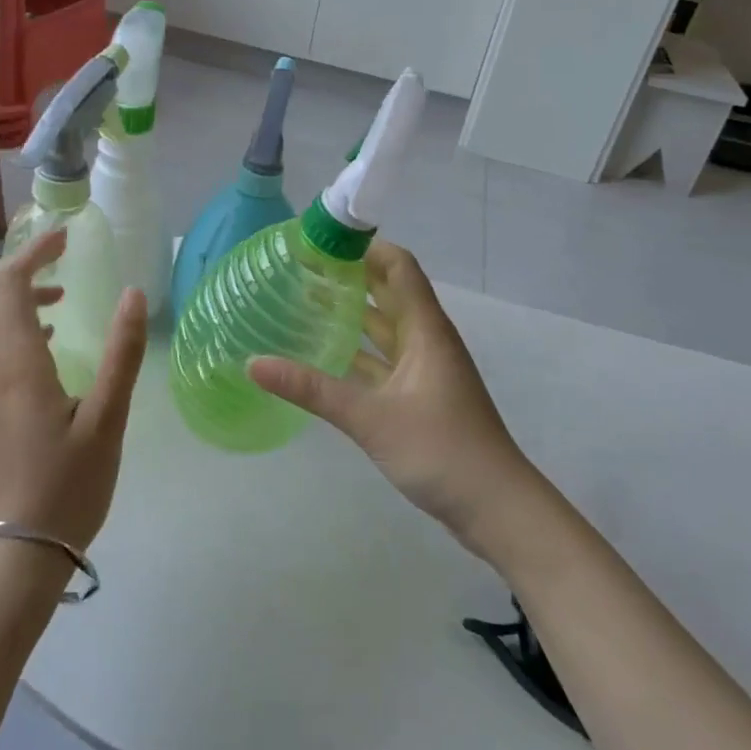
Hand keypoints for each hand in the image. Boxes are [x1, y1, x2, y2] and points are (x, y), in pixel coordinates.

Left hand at [0, 230, 148, 552]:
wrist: (13, 557)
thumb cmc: (67, 486)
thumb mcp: (107, 419)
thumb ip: (121, 352)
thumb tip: (133, 293)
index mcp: (16, 362)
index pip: (10, 282)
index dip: (34, 251)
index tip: (66, 237)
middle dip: (21, 265)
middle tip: (62, 259)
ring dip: (16, 297)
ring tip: (60, 299)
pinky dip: (10, 327)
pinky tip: (46, 351)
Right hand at [249, 240, 542, 560]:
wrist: (496, 509)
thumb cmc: (441, 450)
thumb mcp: (370, 417)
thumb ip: (312, 389)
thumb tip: (254, 363)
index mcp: (425, 330)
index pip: (399, 267)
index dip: (367, 247)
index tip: (324, 240)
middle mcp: (426, 341)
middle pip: (389, 293)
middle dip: (351, 276)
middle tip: (303, 267)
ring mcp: (424, 371)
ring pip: (384, 329)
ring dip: (353, 314)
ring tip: (306, 302)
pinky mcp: (419, 398)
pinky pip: (382, 361)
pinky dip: (357, 353)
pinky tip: (325, 355)